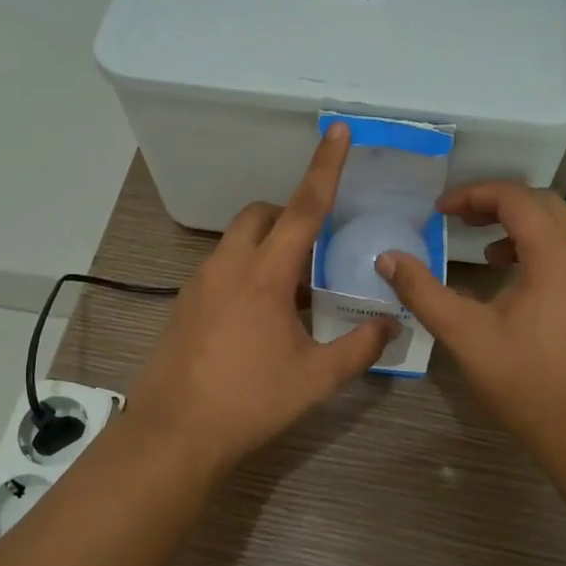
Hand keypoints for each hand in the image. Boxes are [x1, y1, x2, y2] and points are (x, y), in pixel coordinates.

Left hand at [127, 124, 395, 474]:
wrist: (174, 433)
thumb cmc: (250, 401)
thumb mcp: (315, 378)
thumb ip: (359, 347)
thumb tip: (391, 326)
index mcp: (265, 275)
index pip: (303, 208)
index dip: (324, 168)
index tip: (337, 132)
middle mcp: (228, 267)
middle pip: (261, 214)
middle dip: (288, 216)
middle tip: (314, 253)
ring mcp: (199, 283)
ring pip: (237, 241)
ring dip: (266, 248)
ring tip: (291, 296)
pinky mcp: (183, 303)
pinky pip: (220, 268)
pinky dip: (244, 272)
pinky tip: (257, 320)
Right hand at [376, 182, 565, 465]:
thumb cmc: (525, 382)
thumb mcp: (465, 335)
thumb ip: (423, 291)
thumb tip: (387, 258)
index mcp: (556, 257)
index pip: (516, 199)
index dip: (474, 195)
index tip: (439, 210)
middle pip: (543, 203)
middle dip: (497, 202)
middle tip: (458, 217)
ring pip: (560, 226)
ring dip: (519, 223)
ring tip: (482, 246)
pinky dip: (537, 246)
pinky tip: (511, 277)